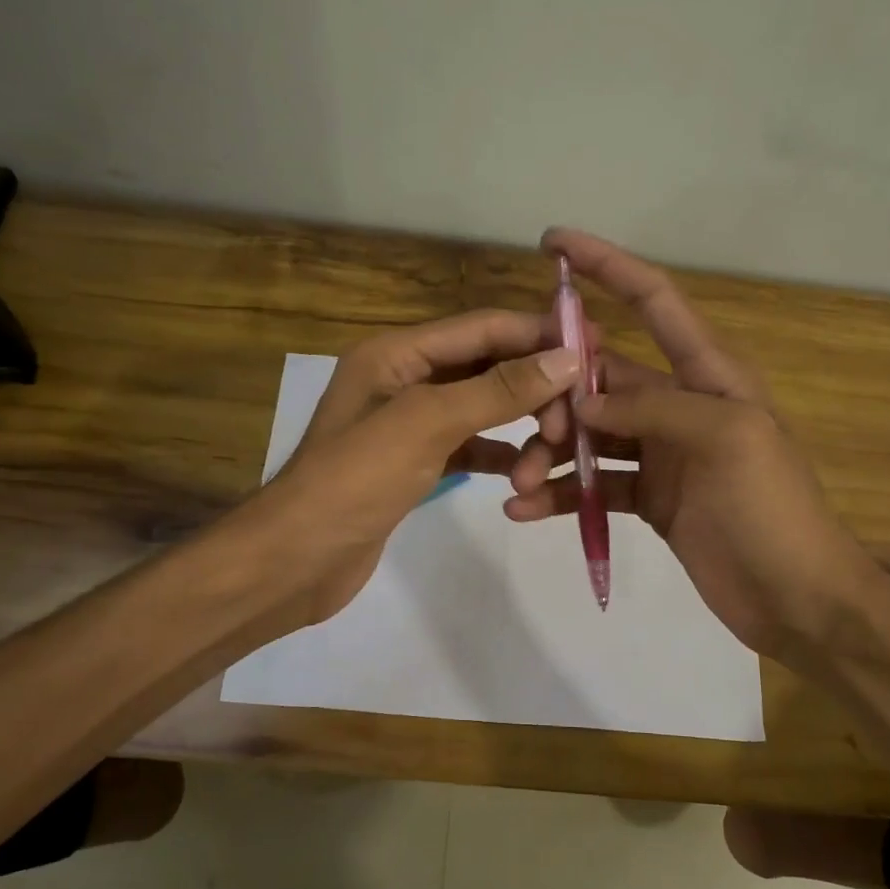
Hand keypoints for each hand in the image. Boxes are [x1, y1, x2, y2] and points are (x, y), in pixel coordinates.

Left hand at [236, 308, 581, 633]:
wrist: (296, 561)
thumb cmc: (355, 481)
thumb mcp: (427, 424)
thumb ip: (497, 389)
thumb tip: (566, 358)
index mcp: (397, 354)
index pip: (482, 327)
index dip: (537, 332)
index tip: (593, 346)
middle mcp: (404, 379)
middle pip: (487, 367)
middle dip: (534, 390)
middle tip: (575, 423)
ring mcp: (410, 424)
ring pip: (483, 410)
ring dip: (521, 430)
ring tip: (548, 461)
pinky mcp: (415, 464)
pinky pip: (471, 446)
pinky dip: (500, 456)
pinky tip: (526, 475)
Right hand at [506, 230, 880, 660]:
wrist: (795, 598)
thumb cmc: (771, 509)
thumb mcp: (726, 439)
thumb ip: (653, 408)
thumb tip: (582, 400)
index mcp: (707, 374)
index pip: (654, 300)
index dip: (606, 265)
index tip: (552, 244)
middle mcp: (679, 403)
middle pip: (602, 377)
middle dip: (557, 394)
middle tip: (532, 431)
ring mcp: (660, 452)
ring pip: (588, 434)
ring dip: (549, 453)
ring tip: (518, 483)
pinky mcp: (648, 497)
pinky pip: (592, 484)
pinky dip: (559, 494)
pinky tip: (525, 510)